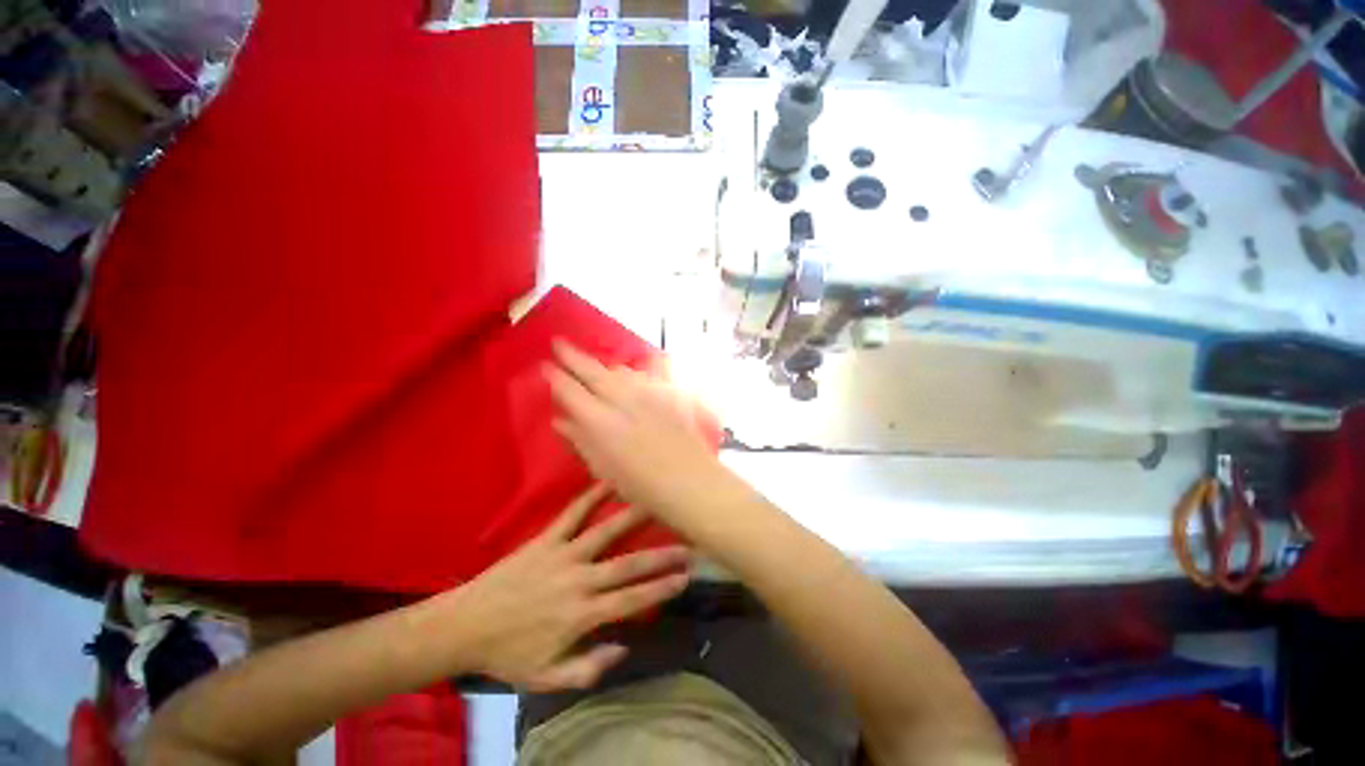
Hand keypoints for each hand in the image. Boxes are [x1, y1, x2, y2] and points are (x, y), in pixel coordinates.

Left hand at [449, 483, 689, 691]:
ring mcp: (563, 555)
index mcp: (580, 616)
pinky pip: (573, 514)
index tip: (686, 577)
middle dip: (661, 555)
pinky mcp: (546, 539)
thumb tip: (624, 646)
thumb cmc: (509, 654)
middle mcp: (578, 581)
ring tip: (658, 502)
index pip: (631, 601)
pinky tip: (610, 481)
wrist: (466, 626)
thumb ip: (588, 669)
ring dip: (634, 518)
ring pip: (606, 533)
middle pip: (627, 566)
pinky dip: (592, 496)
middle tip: (687, 543)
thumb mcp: (546, 678)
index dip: (661, 588)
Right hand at [544, 341, 730, 530]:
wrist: (688, 478)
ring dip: (604, 367)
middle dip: (572, 355)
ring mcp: (646, 392)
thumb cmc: (640, 484)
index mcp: (599, 420)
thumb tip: (559, 420)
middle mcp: (621, 398)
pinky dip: (634, 373)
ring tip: (598, 369)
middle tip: (559, 342)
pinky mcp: (667, 392)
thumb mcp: (602, 467)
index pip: (570, 390)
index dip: (555, 376)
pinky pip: (646, 373)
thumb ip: (580, 439)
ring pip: (619, 369)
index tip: (545, 365)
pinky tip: (633, 375)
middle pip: (592, 370)